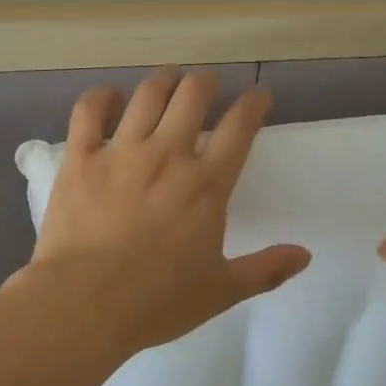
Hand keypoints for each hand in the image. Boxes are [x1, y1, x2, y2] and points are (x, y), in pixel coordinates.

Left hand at [24, 69, 310, 357]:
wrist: (85, 304)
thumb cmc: (157, 301)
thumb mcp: (221, 291)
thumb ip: (266, 270)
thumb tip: (304, 254)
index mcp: (206, 184)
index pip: (239, 127)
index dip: (253, 104)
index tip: (258, 96)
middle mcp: (167, 155)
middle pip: (193, 95)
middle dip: (206, 82)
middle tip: (207, 86)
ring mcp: (121, 152)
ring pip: (147, 94)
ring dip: (163, 81)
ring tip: (169, 81)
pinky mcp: (81, 159)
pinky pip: (89, 111)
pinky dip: (102, 97)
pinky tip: (110, 97)